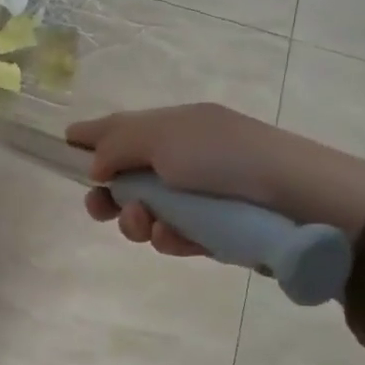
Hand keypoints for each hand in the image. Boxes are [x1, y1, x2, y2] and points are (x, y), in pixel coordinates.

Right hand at [65, 103, 364, 255]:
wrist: (300, 199)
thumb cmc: (225, 157)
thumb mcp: (163, 137)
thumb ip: (116, 146)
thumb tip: (94, 165)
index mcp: (173, 126)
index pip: (121, 128)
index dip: (90, 137)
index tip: (63, 149)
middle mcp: (183, 158)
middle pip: (127, 176)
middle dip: (108, 194)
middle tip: (99, 207)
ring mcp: (199, 196)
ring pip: (146, 211)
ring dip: (136, 220)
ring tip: (144, 224)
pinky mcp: (214, 231)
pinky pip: (175, 235)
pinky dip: (168, 237)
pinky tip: (172, 238)